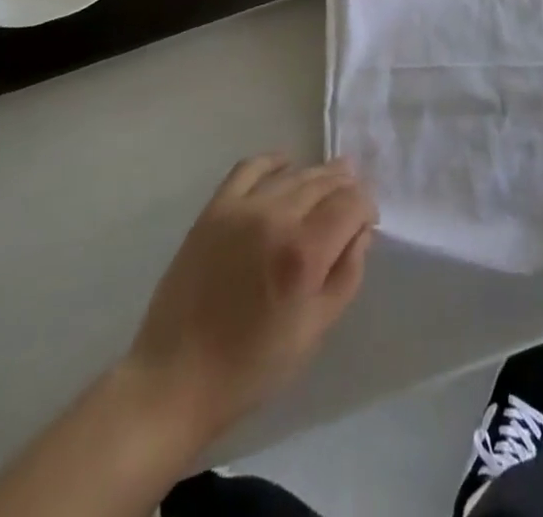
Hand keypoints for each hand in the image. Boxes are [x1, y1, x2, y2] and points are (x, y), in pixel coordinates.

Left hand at [124, 154, 376, 447]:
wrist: (175, 379)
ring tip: (328, 182)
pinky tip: (285, 164)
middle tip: (352, 200)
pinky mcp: (214, 210)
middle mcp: (276, 219)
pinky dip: (273, 162)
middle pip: (325, 182)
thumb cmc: (252, 367)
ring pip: (294, 174)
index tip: (367, 222)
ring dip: (317, 175)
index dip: (366, 206)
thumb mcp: (315, 330)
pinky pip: (250, 168)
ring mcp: (242, 210)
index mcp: (304, 254)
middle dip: (345, 187)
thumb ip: (347, 274)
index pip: (351, 203)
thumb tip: (361, 231)